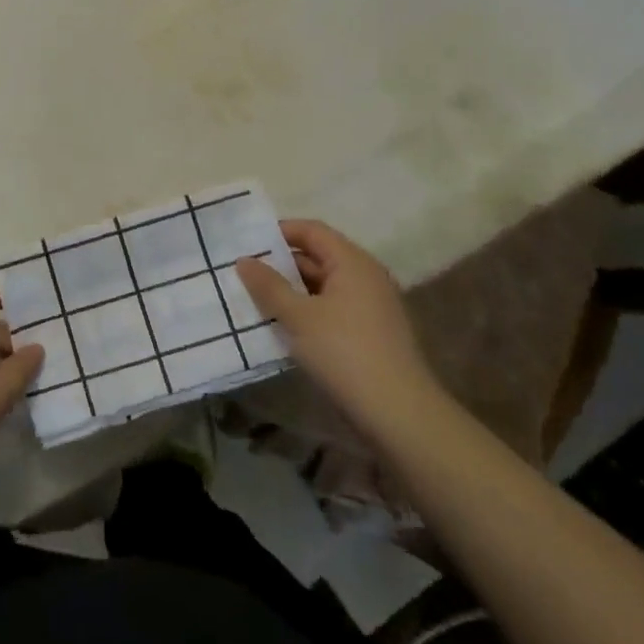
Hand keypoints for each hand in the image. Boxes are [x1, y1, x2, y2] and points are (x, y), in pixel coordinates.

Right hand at [236, 220, 440, 435]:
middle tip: (245, 273)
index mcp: (352, 262)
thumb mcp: (297, 317)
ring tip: (257, 299)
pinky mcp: (372, 332)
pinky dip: (308, 310)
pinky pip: (333, 308)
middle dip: (282, 263)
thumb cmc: (344, 352)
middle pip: (319, 256)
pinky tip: (285, 327)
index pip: (312, 230)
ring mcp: (373, 305)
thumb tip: (244, 260)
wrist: (399, 413)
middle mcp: (367, 276)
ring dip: (293, 290)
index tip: (248, 244)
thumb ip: (268, 286)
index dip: (279, 232)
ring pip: (325, 285)